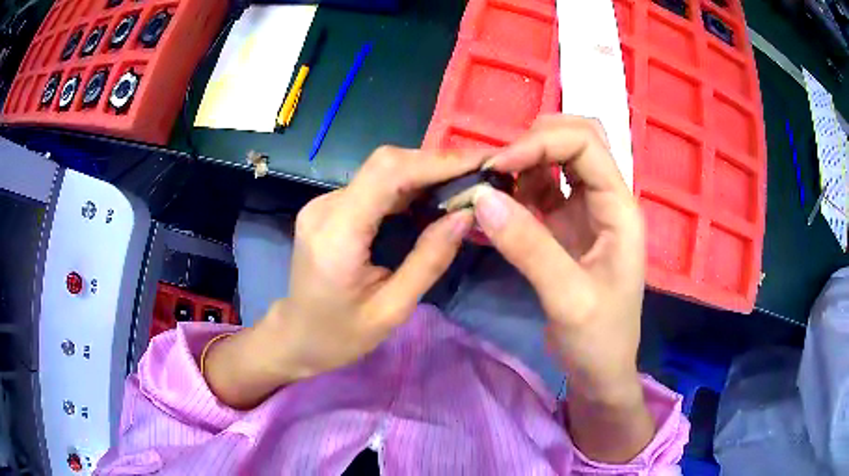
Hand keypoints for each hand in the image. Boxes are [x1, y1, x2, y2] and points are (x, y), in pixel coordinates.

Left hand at [204, 147, 484, 407]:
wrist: (295, 335)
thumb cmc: (340, 335)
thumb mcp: (392, 309)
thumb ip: (429, 260)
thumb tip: (466, 215)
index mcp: (337, 234)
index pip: (388, 174)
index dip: (438, 161)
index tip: (481, 161)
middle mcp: (325, 207)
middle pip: (386, 163)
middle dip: (437, 164)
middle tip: (479, 176)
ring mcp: (323, 203)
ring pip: (382, 170)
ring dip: (425, 173)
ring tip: (463, 187)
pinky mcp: (329, 207)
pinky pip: (374, 185)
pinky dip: (408, 186)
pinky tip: (432, 199)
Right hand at [473, 115, 653, 461]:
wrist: (601, 370)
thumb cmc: (598, 339)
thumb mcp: (568, 298)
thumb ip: (528, 247)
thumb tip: (481, 197)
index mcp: (619, 208)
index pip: (586, 145)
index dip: (541, 143)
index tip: (497, 166)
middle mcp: (606, 199)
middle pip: (578, 139)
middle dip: (537, 140)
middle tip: (499, 165)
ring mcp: (587, 211)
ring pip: (559, 159)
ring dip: (525, 161)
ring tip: (493, 182)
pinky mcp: (567, 226)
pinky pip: (543, 189)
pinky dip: (519, 185)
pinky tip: (500, 202)